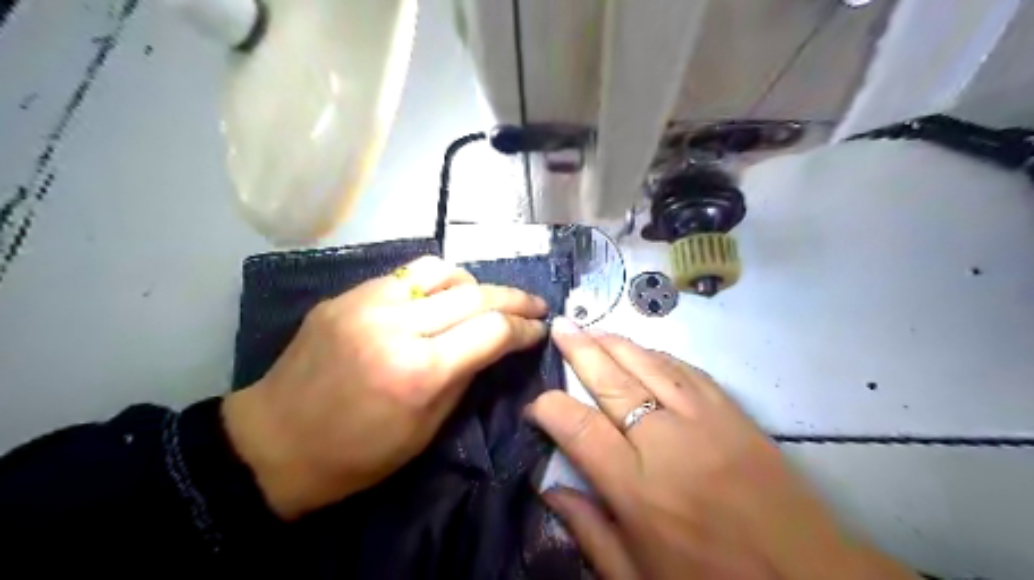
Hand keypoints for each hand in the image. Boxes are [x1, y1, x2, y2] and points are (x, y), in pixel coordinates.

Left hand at [222, 256, 542, 519]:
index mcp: (419, 371)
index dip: (524, 328)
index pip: (492, 331)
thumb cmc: (357, 454)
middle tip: (535, 304)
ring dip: (473, 283)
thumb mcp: (426, 429)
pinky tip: (439, 299)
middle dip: (515, 298)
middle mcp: (397, 326)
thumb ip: (466, 377)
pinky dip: (434, 284)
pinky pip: (405, 277)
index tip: (540, 329)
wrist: (273, 443)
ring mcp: (367, 303)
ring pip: (441, 270)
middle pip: (475, 294)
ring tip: (484, 299)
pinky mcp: (347, 296)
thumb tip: (494, 345)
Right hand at [526, 319, 909, 576]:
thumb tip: (548, 488)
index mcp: (636, 487)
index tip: (537, 403)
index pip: (578, 426)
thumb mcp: (637, 577)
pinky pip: (688, 371)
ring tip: (593, 328)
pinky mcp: (733, 413)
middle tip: (560, 326)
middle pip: (612, 381)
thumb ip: (588, 530)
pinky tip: (644, 349)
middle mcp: (665, 442)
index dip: (549, 406)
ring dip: (617, 343)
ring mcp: (704, 420)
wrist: (808, 579)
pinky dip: (659, 355)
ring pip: (649, 365)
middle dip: (580, 350)